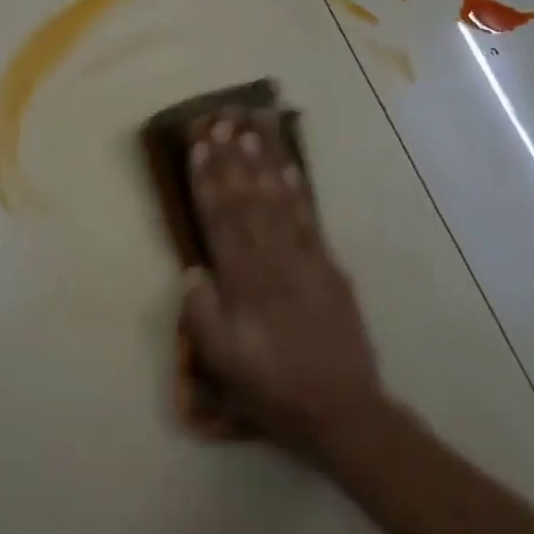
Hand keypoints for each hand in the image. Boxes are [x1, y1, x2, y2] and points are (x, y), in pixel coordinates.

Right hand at [179, 109, 387, 465]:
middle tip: (221, 121)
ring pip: (278, 201)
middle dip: (232, 158)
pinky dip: (298, 191)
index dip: (207, 180)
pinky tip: (289, 168)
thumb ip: (202, 314)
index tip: (199, 145)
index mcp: (242, 282)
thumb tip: (192, 271)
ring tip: (251, 130)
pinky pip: (310, 220)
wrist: (342, 412)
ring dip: (262, 163)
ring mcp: (305, 260)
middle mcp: (271, 260)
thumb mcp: (223, 363)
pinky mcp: (329, 268)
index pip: (219, 219)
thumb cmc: (272, 388)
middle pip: (247, 200)